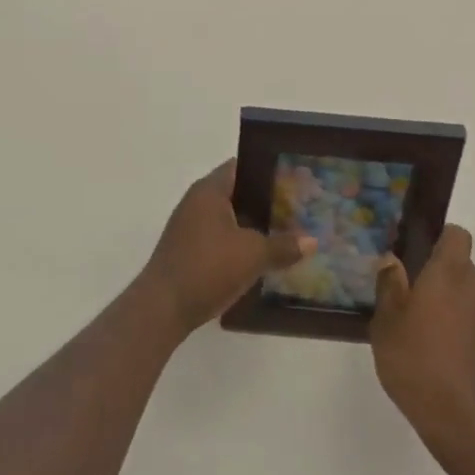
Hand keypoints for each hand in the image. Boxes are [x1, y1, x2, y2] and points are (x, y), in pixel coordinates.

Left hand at [138, 160, 312, 335]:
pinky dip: (239, 242)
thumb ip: (283, 245)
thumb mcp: (252, 255)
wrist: (162, 308)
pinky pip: (220, 237)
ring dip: (253, 225)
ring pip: (229, 217)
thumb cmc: (207, 267)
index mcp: (210, 190)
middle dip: (265, 200)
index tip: (294, 178)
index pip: (241, 166)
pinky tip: (260, 257)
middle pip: (237, 192)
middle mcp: (197, 201)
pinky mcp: (188, 250)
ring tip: (285, 233)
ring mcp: (190, 227)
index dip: (267, 170)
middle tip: (297, 208)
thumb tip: (312, 241)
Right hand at [370, 225, 474, 453]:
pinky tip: (433, 353)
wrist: (466, 424)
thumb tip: (391, 260)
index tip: (416, 249)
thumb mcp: (387, 323)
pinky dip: (456, 329)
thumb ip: (389, 286)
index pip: (457, 235)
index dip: (439, 236)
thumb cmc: (418, 362)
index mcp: (449, 274)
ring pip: (465, 296)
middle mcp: (474, 289)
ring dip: (445, 303)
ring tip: (416, 326)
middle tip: (406, 290)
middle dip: (436, 273)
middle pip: (459, 266)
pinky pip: (471, 323)